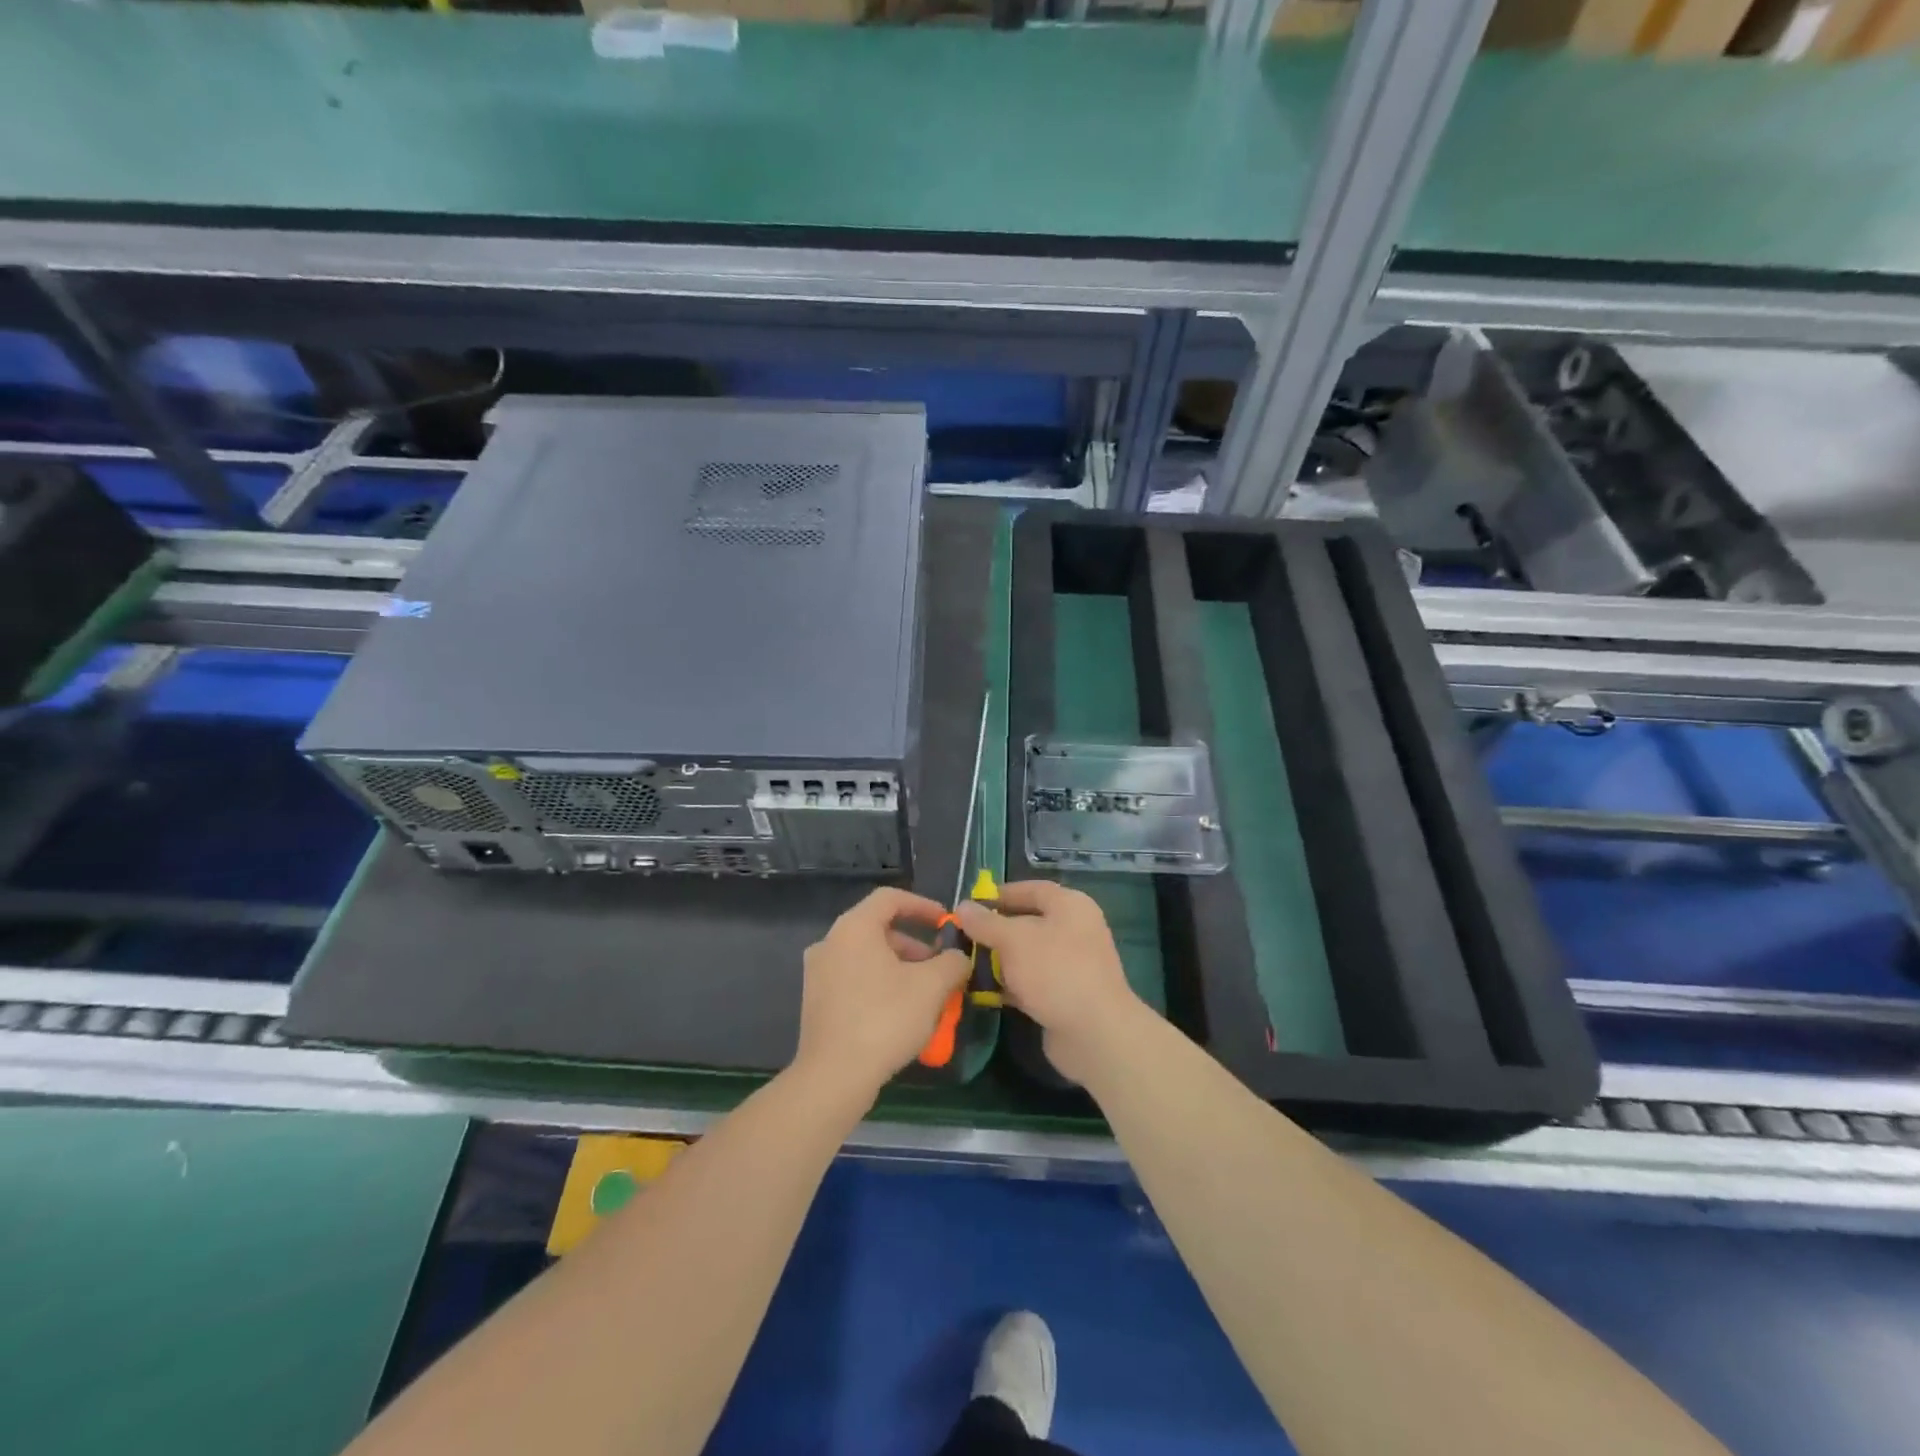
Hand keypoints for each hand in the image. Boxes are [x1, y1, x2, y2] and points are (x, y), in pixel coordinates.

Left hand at [794, 887, 969, 1105]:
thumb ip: (952, 962)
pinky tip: (901, 1013)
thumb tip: (959, 958)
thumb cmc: (885, 1019)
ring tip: (926, 994)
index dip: (923, 906)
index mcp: (854, 928)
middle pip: (878, 928)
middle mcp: (830, 942)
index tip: (946, 924)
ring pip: (867, 956)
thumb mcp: (931, 987)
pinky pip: (854, 979)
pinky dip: (880, 984)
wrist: (834, 1076)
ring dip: (900, 967)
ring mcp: (818, 973)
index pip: (890, 898)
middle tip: (940, 966)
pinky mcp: (816, 1001)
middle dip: (915, 944)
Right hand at [955, 881, 1147, 1083]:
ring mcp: (1071, 964)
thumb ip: (986, 922)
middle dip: (995, 930)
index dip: (1001, 894)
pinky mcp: (1065, 995)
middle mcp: (1074, 930)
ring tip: (966, 964)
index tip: (972, 904)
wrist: (1094, 1033)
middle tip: (963, 936)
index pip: (1032, 890)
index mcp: (1070, 906)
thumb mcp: (1014, 940)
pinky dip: (1010, 984)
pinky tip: (983, 992)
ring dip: (999, 959)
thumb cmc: (1055, 971)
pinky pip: (1032, 981)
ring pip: (1028, 954)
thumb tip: (963, 906)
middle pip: (1028, 922)